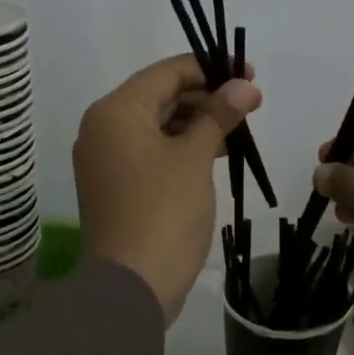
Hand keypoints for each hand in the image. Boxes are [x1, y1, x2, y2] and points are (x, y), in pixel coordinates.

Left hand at [75, 54, 260, 324]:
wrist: (131, 286)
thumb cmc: (163, 212)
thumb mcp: (195, 158)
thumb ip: (218, 115)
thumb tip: (244, 86)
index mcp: (116, 111)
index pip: (166, 72)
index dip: (210, 68)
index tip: (249, 74)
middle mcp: (103, 128)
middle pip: (160, 97)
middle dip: (206, 98)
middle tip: (250, 106)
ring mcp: (106, 160)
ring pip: (157, 126)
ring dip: (197, 124)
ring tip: (238, 132)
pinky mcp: (116, 186)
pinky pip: (151, 152)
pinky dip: (181, 148)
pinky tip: (215, 155)